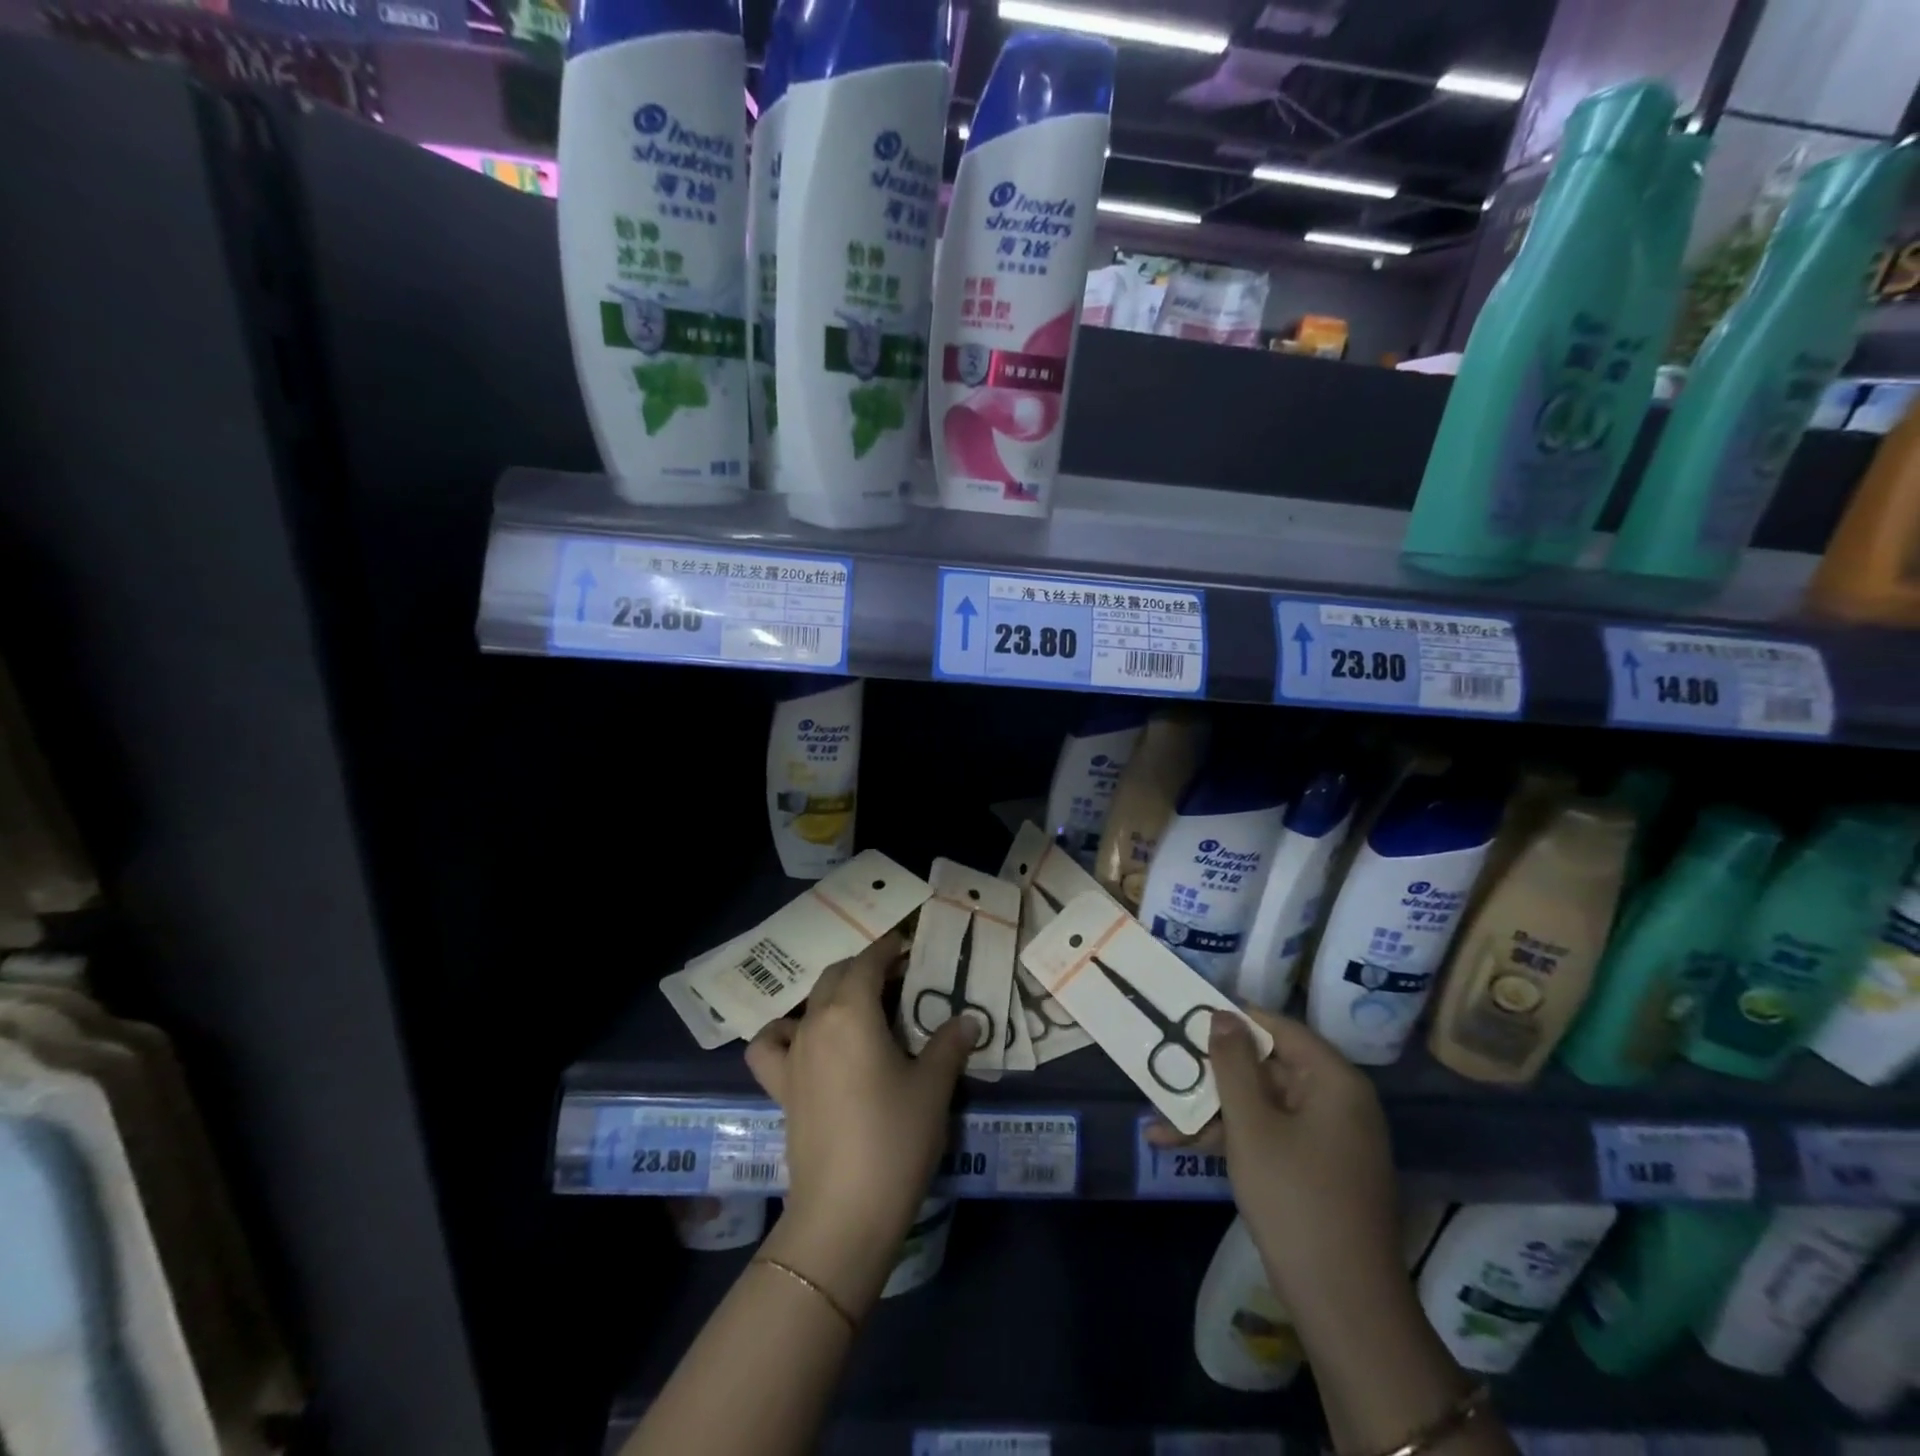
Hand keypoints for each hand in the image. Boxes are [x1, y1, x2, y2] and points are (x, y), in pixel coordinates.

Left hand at [745, 934, 975, 1314]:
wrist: (844, 1212)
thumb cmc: (895, 1139)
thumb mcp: (933, 1087)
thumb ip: (949, 1044)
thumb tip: (969, 1019)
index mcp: (852, 1011)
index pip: (868, 962)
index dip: (888, 949)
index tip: (908, 946)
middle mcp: (816, 1022)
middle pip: (836, 975)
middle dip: (865, 968)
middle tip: (898, 979)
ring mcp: (793, 1054)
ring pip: (808, 1004)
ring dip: (833, 994)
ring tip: (860, 1009)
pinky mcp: (781, 1087)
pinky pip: (771, 1045)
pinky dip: (785, 1033)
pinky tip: (806, 1043)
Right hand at [1149, 1008, 1402, 1314]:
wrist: (1344, 1306)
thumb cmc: (1295, 1199)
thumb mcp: (1251, 1125)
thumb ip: (1232, 1063)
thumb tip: (1222, 1013)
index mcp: (1333, 1080)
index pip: (1278, 1027)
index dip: (1231, 1019)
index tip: (1185, 1015)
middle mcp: (1337, 1101)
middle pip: (1266, 1068)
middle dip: (1211, 1075)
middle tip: (1164, 1067)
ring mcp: (1327, 1138)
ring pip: (1261, 1105)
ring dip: (1211, 1112)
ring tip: (1157, 1121)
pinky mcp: (1316, 1170)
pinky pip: (1269, 1136)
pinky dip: (1231, 1139)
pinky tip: (1179, 1146)